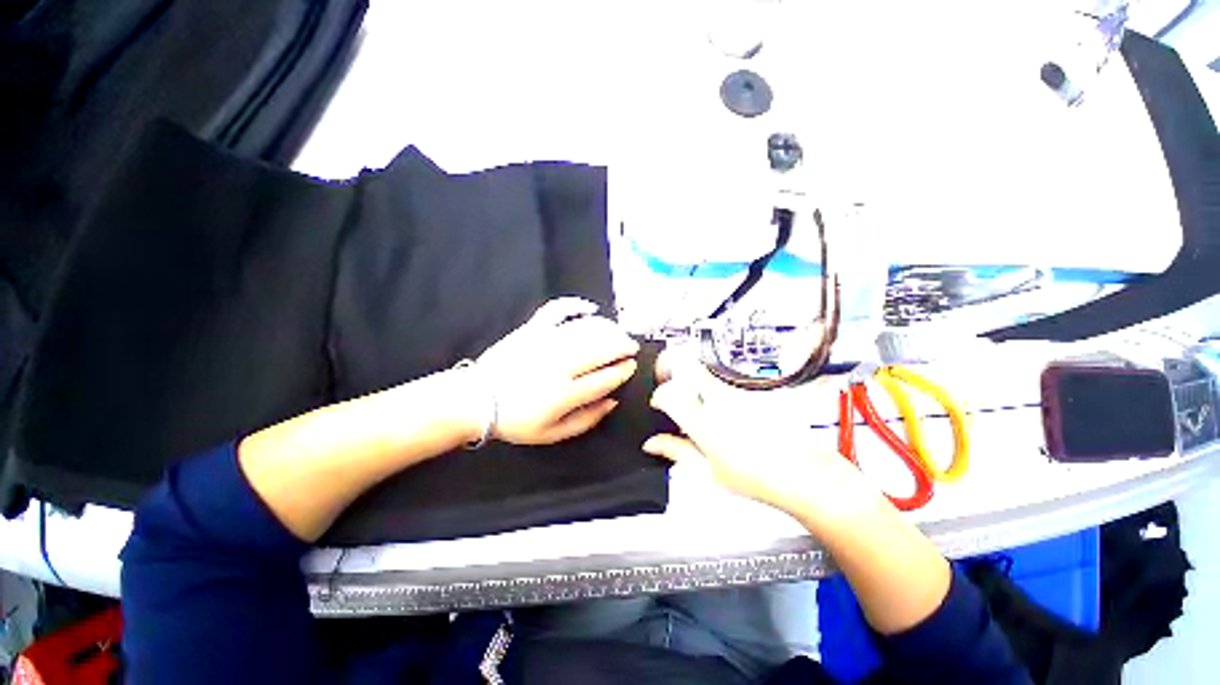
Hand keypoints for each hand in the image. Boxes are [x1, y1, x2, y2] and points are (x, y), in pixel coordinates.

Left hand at [473, 297, 639, 445]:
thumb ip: (587, 420)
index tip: (632, 366)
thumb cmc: (516, 420)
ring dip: (608, 329)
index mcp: (564, 394)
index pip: (605, 378)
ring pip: (586, 330)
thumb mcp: (553, 434)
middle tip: (631, 345)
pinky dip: (575, 305)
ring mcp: (545, 343)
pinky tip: (590, 308)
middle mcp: (559, 365)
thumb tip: (612, 402)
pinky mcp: (532, 329)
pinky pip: (557, 310)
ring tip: (619, 331)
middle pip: (601, 350)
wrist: (476, 400)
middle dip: (622, 346)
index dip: (623, 370)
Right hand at [643, 348, 884, 525]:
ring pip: (705, 373)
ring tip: (698, 409)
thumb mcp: (708, 473)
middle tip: (669, 386)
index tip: (659, 406)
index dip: (657, 397)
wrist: (805, 475)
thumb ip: (676, 452)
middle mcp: (719, 399)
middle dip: (671, 368)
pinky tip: (723, 415)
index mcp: (703, 422)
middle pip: (686, 365)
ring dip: (693, 383)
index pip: (667, 394)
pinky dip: (714, 391)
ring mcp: (738, 392)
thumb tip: (652, 444)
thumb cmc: (757, 480)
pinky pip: (724, 383)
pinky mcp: (752, 392)